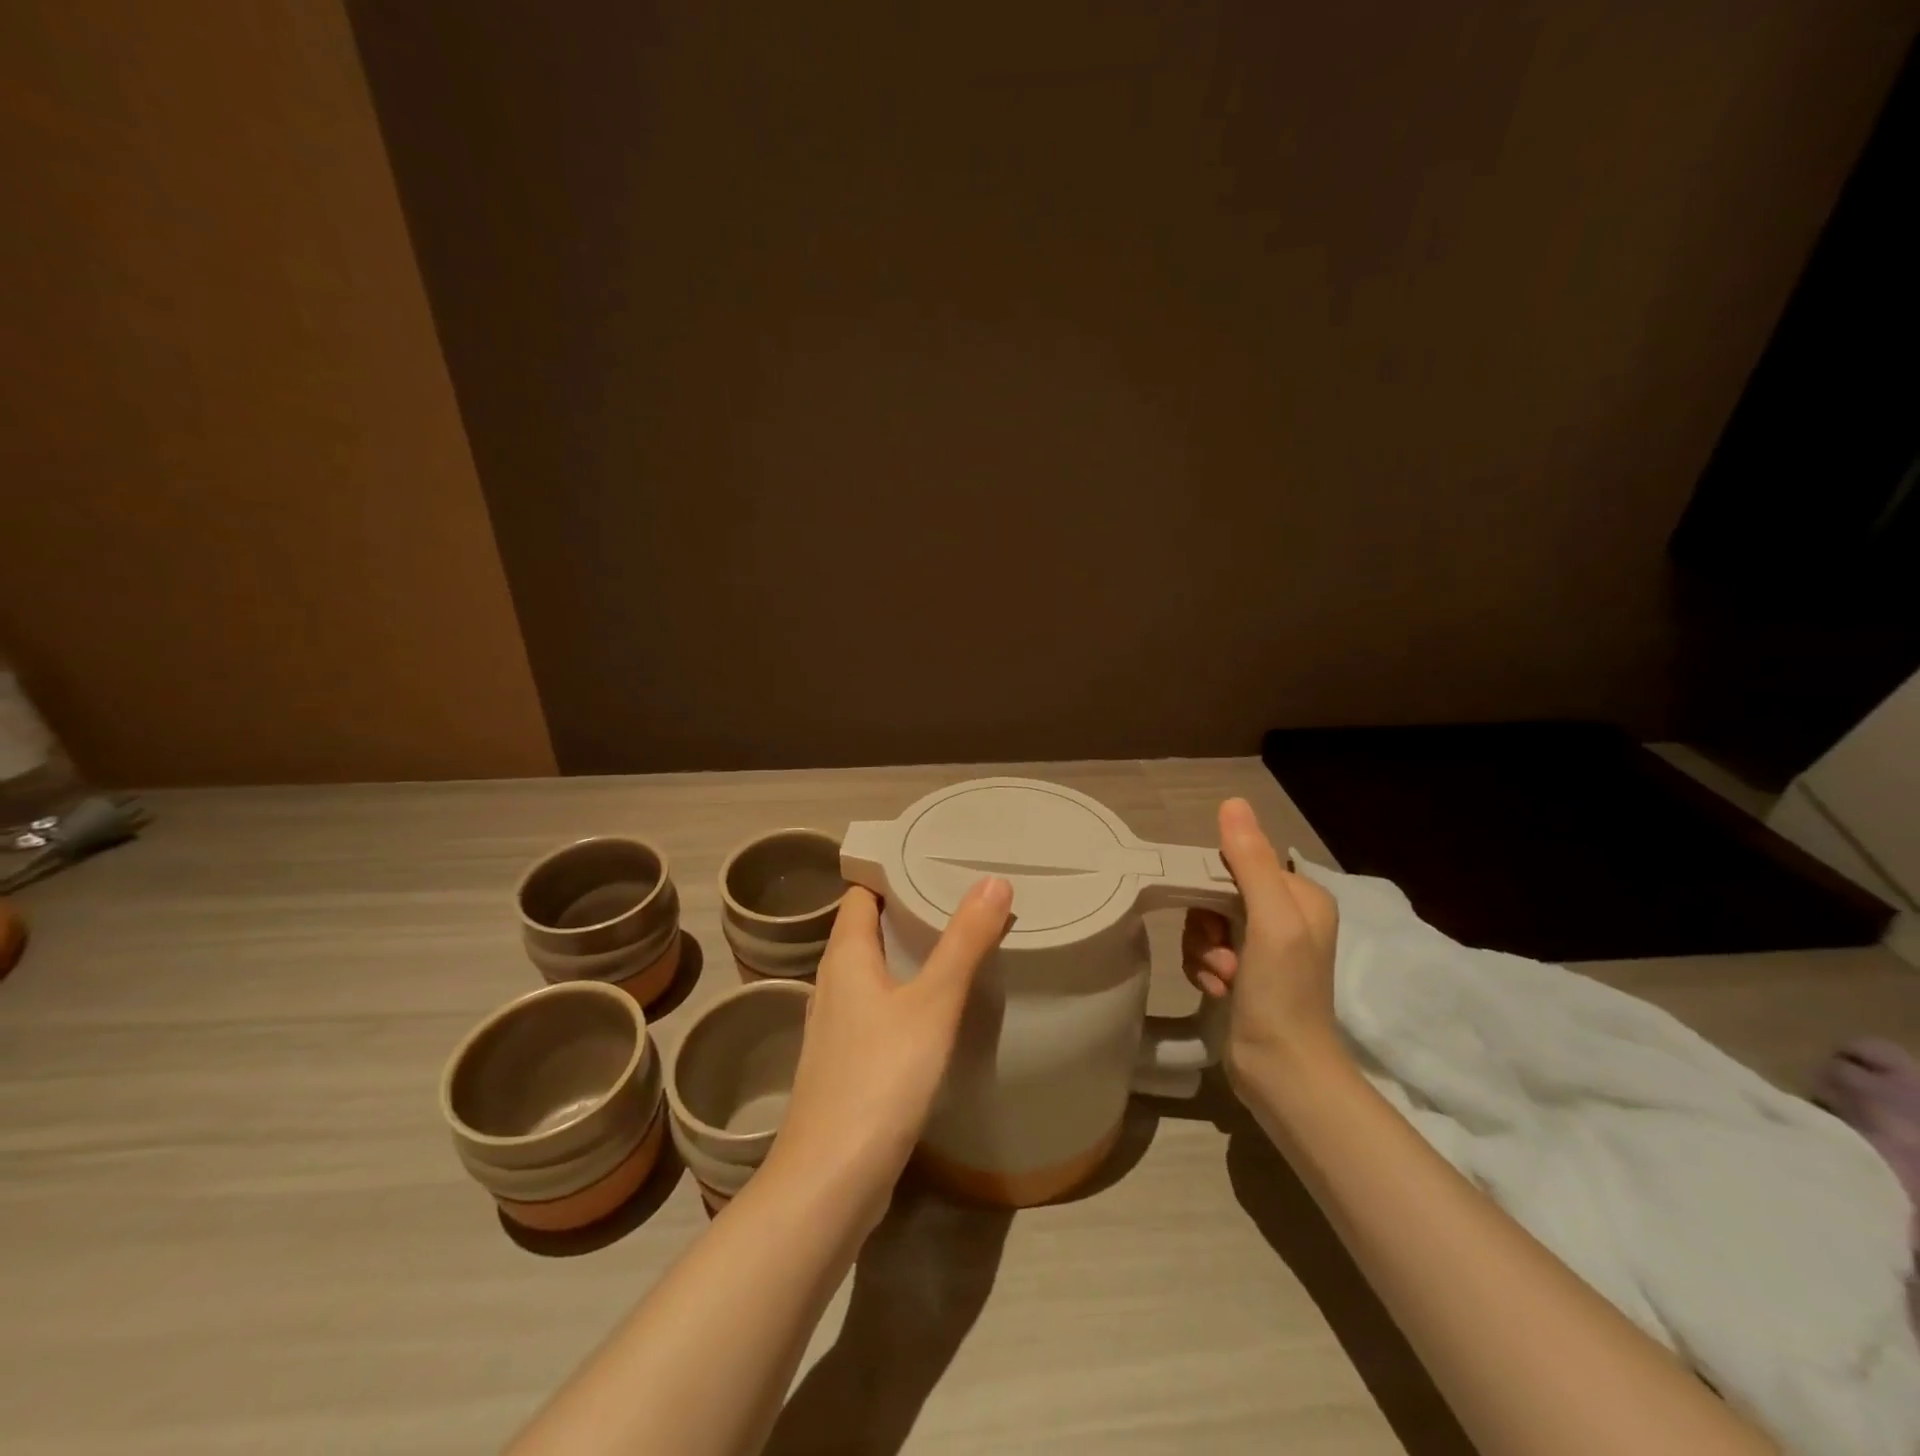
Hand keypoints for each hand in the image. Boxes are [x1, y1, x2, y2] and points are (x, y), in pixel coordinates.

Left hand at [769, 879, 1012, 1226]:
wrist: (830, 1181)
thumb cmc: (879, 1078)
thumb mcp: (932, 1003)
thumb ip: (964, 941)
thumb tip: (993, 880)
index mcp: (844, 957)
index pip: (861, 893)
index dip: (891, 870)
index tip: (934, 856)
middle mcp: (833, 983)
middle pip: (868, 929)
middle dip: (908, 910)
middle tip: (960, 894)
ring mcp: (837, 1026)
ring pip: (873, 971)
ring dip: (907, 954)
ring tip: (956, 942)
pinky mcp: (847, 1062)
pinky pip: (877, 1008)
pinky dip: (905, 994)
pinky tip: (936, 1008)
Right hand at [1182, 798, 1342, 1089]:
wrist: (1282, 1073)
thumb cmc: (1283, 993)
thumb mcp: (1271, 921)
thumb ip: (1251, 862)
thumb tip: (1232, 802)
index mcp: (1301, 897)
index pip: (1239, 863)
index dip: (1214, 886)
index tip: (1215, 919)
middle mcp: (1285, 917)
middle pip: (1217, 894)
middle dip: (1207, 926)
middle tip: (1223, 954)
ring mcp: (1263, 948)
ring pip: (1205, 924)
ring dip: (1203, 952)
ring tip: (1223, 979)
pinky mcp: (1243, 974)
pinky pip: (1204, 952)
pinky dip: (1204, 970)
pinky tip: (1218, 991)